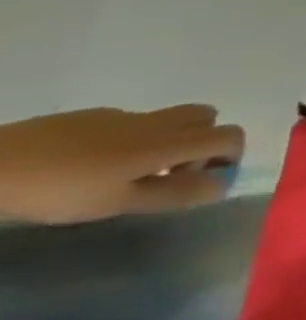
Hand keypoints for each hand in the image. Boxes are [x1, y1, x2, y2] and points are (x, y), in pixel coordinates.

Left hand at [0, 105, 243, 224]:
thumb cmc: (60, 191)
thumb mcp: (117, 203)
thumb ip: (174, 194)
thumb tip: (222, 185)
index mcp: (169, 143)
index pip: (229, 136)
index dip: (231, 155)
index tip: (207, 179)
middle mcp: (157, 122)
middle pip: (208, 118)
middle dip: (204, 142)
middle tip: (173, 172)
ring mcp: (124, 115)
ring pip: (171, 118)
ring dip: (171, 139)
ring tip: (133, 171)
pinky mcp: (93, 116)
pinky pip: (134, 122)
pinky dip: (134, 139)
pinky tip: (94, 164)